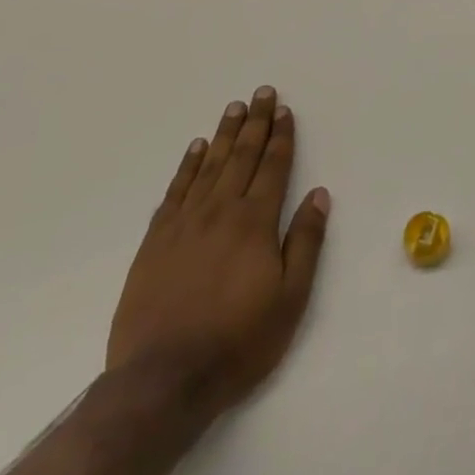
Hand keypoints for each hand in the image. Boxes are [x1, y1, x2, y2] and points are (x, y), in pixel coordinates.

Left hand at [107, 87, 329, 416]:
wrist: (162, 380)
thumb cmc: (238, 341)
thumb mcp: (290, 297)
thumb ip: (305, 241)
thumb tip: (319, 194)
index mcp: (255, 222)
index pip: (273, 167)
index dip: (281, 136)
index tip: (284, 109)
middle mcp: (221, 212)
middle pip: (242, 156)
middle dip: (255, 123)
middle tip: (261, 93)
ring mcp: (184, 224)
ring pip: (209, 166)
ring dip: (225, 134)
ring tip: (234, 108)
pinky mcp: (155, 242)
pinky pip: (175, 191)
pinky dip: (187, 166)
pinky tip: (196, 149)